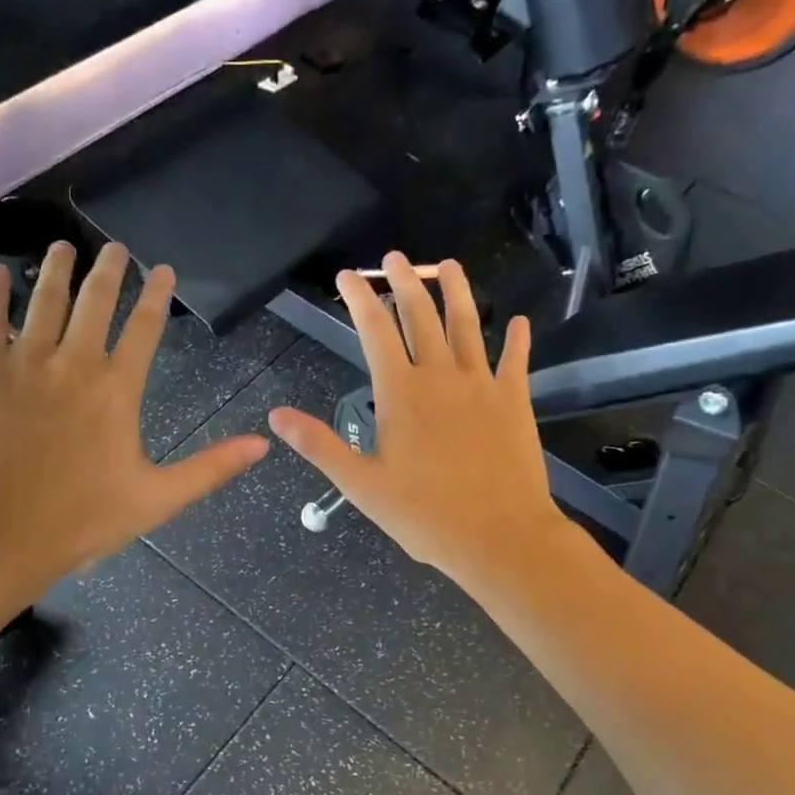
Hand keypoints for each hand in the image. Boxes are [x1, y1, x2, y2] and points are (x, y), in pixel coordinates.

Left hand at [0, 241, 269, 602]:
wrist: (0, 533)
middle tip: (115, 247)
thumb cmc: (83, 519)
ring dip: (57, 270)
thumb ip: (211, 467)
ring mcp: (26, 365)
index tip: (162, 269)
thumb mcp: (158, 498)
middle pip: (94, 302)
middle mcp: (73, 363)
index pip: (144, 328)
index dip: (156, 295)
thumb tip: (263, 445)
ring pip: (44, 302)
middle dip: (109, 271)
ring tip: (63, 247)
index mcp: (117, 390)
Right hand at [267, 253, 578, 595]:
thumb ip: (320, 444)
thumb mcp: (360, 484)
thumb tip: (276, 415)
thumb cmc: (424, 514)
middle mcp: (441, 376)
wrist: (498, 536)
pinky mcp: (514, 402)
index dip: (360, 298)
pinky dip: (516, 340)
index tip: (348, 275)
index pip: (375, 330)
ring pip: (467, 325)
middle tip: (395, 258)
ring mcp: (482, 385)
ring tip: (449, 266)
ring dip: (456, 292)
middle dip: (405, 282)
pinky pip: (515, 361)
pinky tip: (518, 323)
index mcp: (401, 393)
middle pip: (421, 315)